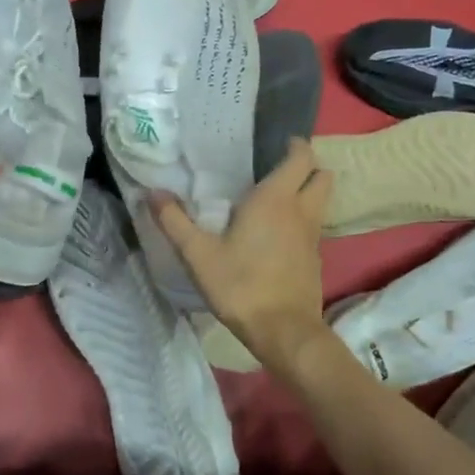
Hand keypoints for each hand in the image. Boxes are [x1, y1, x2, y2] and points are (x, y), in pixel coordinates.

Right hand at [149, 139, 334, 368]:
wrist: (283, 330)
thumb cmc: (240, 285)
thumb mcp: (198, 254)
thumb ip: (174, 221)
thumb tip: (152, 193)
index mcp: (275, 199)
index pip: (301, 157)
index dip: (294, 145)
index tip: (276, 144)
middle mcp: (301, 210)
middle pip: (322, 175)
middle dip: (307, 167)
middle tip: (277, 170)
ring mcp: (313, 235)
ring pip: (321, 201)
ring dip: (307, 193)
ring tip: (275, 200)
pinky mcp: (316, 259)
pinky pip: (314, 226)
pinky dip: (303, 221)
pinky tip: (277, 235)